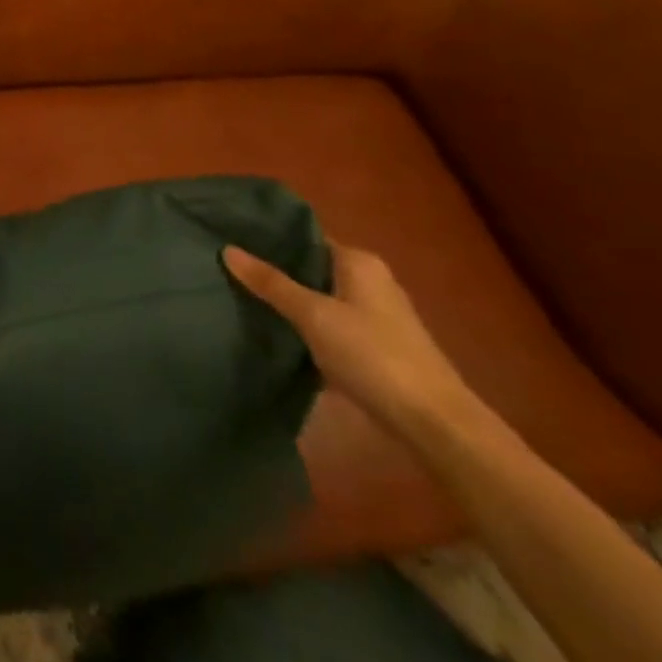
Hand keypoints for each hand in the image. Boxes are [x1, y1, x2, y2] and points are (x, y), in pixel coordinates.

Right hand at [223, 241, 475, 441]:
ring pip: (317, 296)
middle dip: (273, 270)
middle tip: (227, 268)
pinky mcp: (373, 345)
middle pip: (309, 267)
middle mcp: (368, 280)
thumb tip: (227, 249)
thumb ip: (271, 283)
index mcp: (358, 261)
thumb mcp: (314, 315)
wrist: (434, 425)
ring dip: (287, 300)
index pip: (304, 236)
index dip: (268, 238)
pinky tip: (273, 330)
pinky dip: (303, 324)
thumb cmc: (373, 355)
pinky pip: (327, 322)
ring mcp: (373, 315)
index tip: (229, 238)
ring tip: (240, 296)